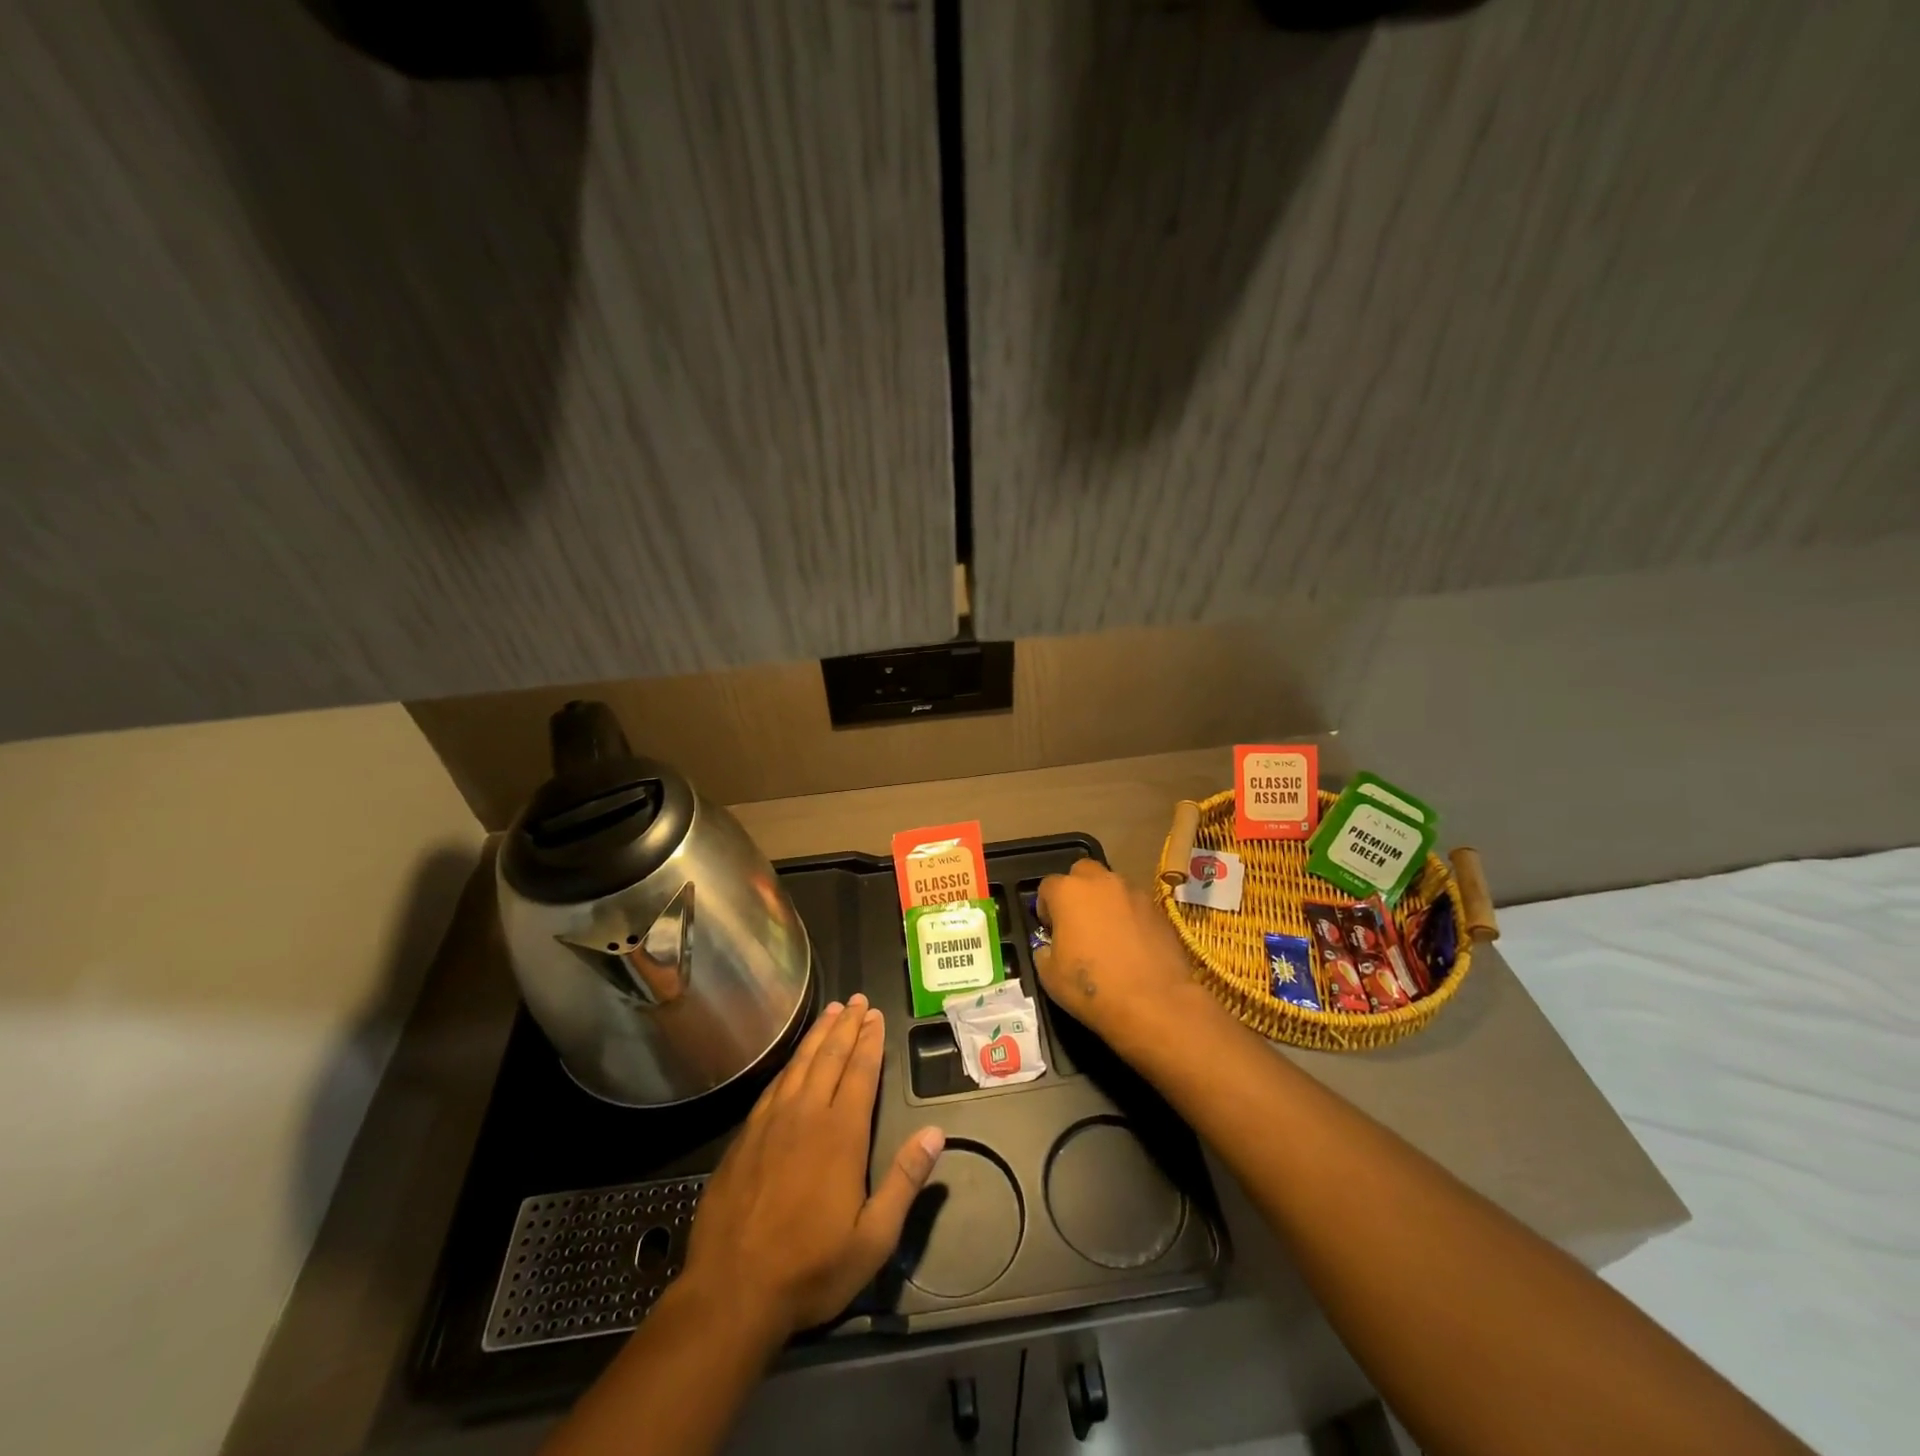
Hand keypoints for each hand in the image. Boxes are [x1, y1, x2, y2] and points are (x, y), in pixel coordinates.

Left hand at [682, 994, 944, 1336]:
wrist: (731, 1292)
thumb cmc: (810, 1268)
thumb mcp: (873, 1239)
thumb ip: (905, 1181)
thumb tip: (936, 1133)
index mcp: (840, 1134)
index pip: (860, 1072)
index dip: (870, 1041)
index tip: (876, 1015)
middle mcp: (806, 1115)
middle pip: (830, 1057)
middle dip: (846, 1026)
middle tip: (857, 999)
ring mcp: (771, 1123)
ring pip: (799, 1064)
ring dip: (818, 1035)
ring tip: (831, 1012)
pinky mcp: (745, 1137)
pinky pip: (773, 1085)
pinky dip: (789, 1063)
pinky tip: (794, 1059)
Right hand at [1034, 859, 1204, 1052]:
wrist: (1155, 1003)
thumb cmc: (1093, 988)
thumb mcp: (1049, 976)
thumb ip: (1044, 952)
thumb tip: (1050, 948)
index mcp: (1068, 892)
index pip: (1047, 886)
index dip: (1045, 908)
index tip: (1049, 930)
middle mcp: (1101, 882)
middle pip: (1082, 872)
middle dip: (1077, 891)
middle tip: (1078, 922)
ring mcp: (1134, 893)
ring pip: (1113, 887)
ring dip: (1106, 902)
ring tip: (1108, 935)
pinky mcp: (1159, 909)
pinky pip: (1136, 906)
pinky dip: (1130, 917)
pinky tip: (1132, 945)